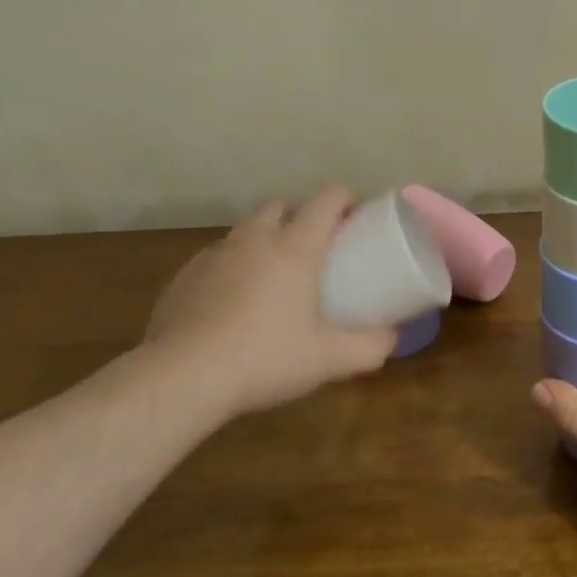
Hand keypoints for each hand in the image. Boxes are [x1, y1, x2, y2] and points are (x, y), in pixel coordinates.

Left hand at [140, 186, 396, 422]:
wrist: (182, 378)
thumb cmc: (265, 358)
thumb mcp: (328, 359)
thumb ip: (369, 347)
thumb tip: (394, 339)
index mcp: (296, 247)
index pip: (326, 198)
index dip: (344, 199)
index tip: (354, 218)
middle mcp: (255, 239)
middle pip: (280, 206)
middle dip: (298, 217)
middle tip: (311, 250)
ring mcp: (215, 255)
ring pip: (244, 231)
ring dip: (261, 241)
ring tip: (270, 277)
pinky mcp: (183, 276)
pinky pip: (214, 259)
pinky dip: (229, 269)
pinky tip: (230, 304)